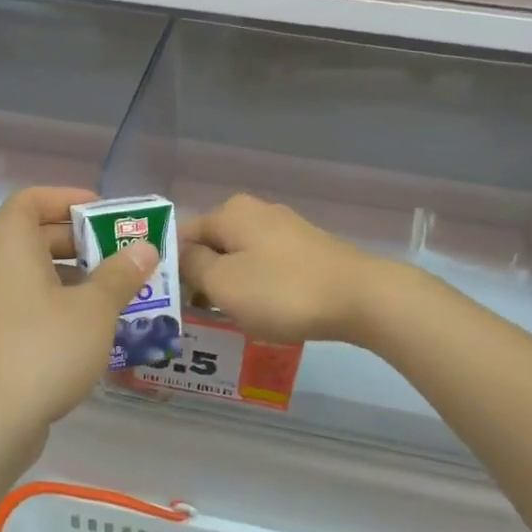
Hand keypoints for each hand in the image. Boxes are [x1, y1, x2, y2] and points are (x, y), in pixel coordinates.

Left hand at [0, 186, 158, 433]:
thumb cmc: (43, 348)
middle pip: (32, 235)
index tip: (103, 212)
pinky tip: (85, 330)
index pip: (32, 199)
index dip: (68, 199)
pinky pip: (20, 304)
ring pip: (28, 274)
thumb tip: (143, 249)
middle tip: (118, 254)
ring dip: (68, 276)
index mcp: (7, 241)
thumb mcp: (94, 308)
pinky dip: (51, 304)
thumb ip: (121, 274)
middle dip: (78, 241)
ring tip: (111, 292)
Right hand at [183, 194, 386, 344]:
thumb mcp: (223, 283)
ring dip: (229, 286)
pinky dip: (257, 288)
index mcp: (230, 212)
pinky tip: (263, 312)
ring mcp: (285, 230)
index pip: (182, 235)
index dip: (171, 268)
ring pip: (239, 258)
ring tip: (228, 319)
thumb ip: (191, 265)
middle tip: (197, 315)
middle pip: (212, 246)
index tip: (170, 303)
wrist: (362, 298)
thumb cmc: (282, 291)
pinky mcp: (306, 250)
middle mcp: (256, 212)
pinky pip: (266, 267)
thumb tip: (178, 254)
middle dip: (202, 279)